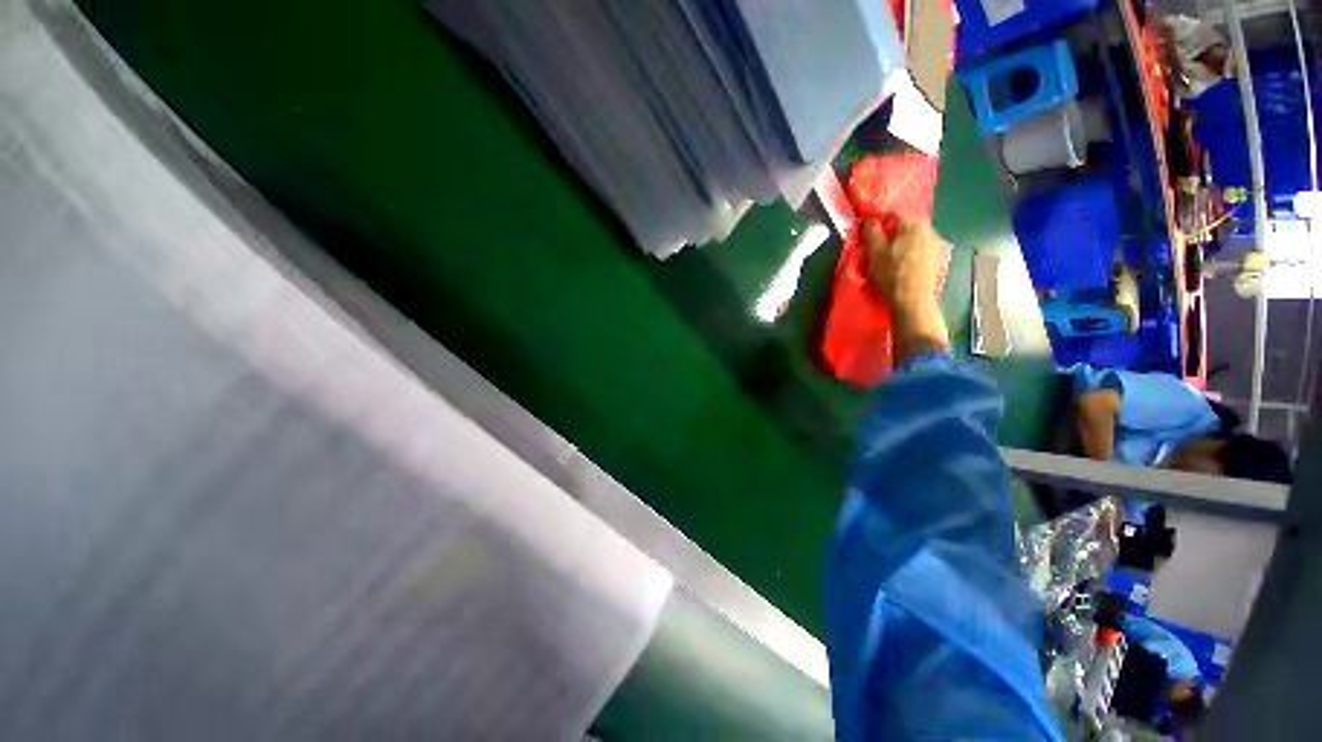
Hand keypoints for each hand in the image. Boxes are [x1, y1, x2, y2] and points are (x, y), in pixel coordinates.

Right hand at [862, 216, 945, 310]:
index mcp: (913, 224)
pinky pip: (918, 250)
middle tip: (874, 246)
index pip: (892, 214)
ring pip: (911, 238)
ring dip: (898, 244)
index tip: (866, 232)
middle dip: (889, 233)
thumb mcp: (874, 252)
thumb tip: (868, 219)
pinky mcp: (936, 260)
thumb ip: (871, 232)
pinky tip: (899, 266)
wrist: (912, 300)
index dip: (877, 221)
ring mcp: (935, 245)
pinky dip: (907, 253)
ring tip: (886, 258)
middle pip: (904, 226)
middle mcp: (928, 230)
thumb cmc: (891, 274)